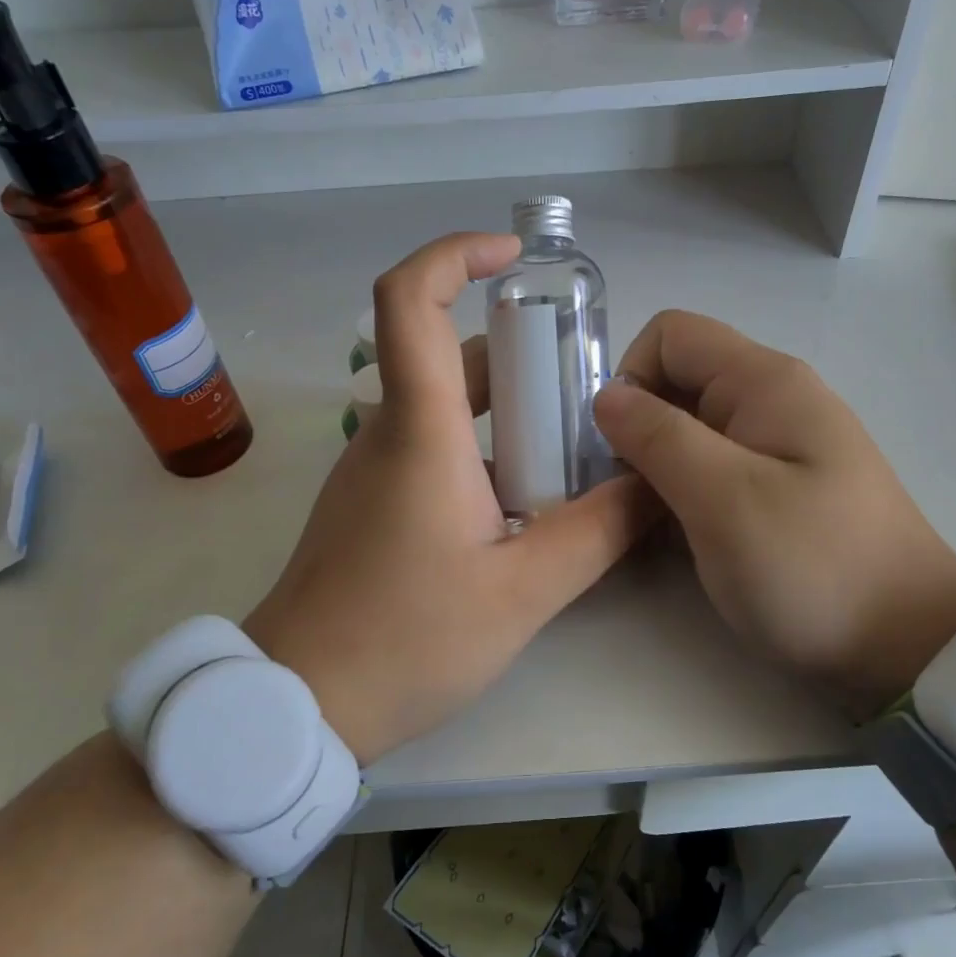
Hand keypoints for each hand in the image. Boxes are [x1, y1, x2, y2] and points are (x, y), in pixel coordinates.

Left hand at [244, 233, 655, 764]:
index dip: (454, 254)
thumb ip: (597, 532)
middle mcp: (389, 433)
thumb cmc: (406, 640)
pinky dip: (485, 450)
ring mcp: (374, 469)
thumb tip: (655, 484)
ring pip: (446, 409)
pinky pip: (433, 450)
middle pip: (450, 357)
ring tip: (574, 449)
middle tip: (586, 386)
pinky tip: (528, 502)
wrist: (301, 702)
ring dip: (509, 413)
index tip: (513, 257)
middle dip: (521, 356)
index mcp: (419, 431)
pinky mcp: (372, 504)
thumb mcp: (522, 592)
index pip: (408, 299)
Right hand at [592, 310, 955, 714]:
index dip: (631, 378)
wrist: (907, 647)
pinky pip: (715, 467)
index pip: (670, 334)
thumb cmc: (812, 566)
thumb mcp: (723, 498)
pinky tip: (690, 536)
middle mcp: (774, 399)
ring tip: (660, 524)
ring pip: (693, 428)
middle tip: (636, 496)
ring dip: (661, 466)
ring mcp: (782, 445)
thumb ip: (658, 436)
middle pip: (680, 380)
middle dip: (641, 428)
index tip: (623, 449)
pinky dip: (688, 491)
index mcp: (764, 381)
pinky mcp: (783, 487)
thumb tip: (607, 397)